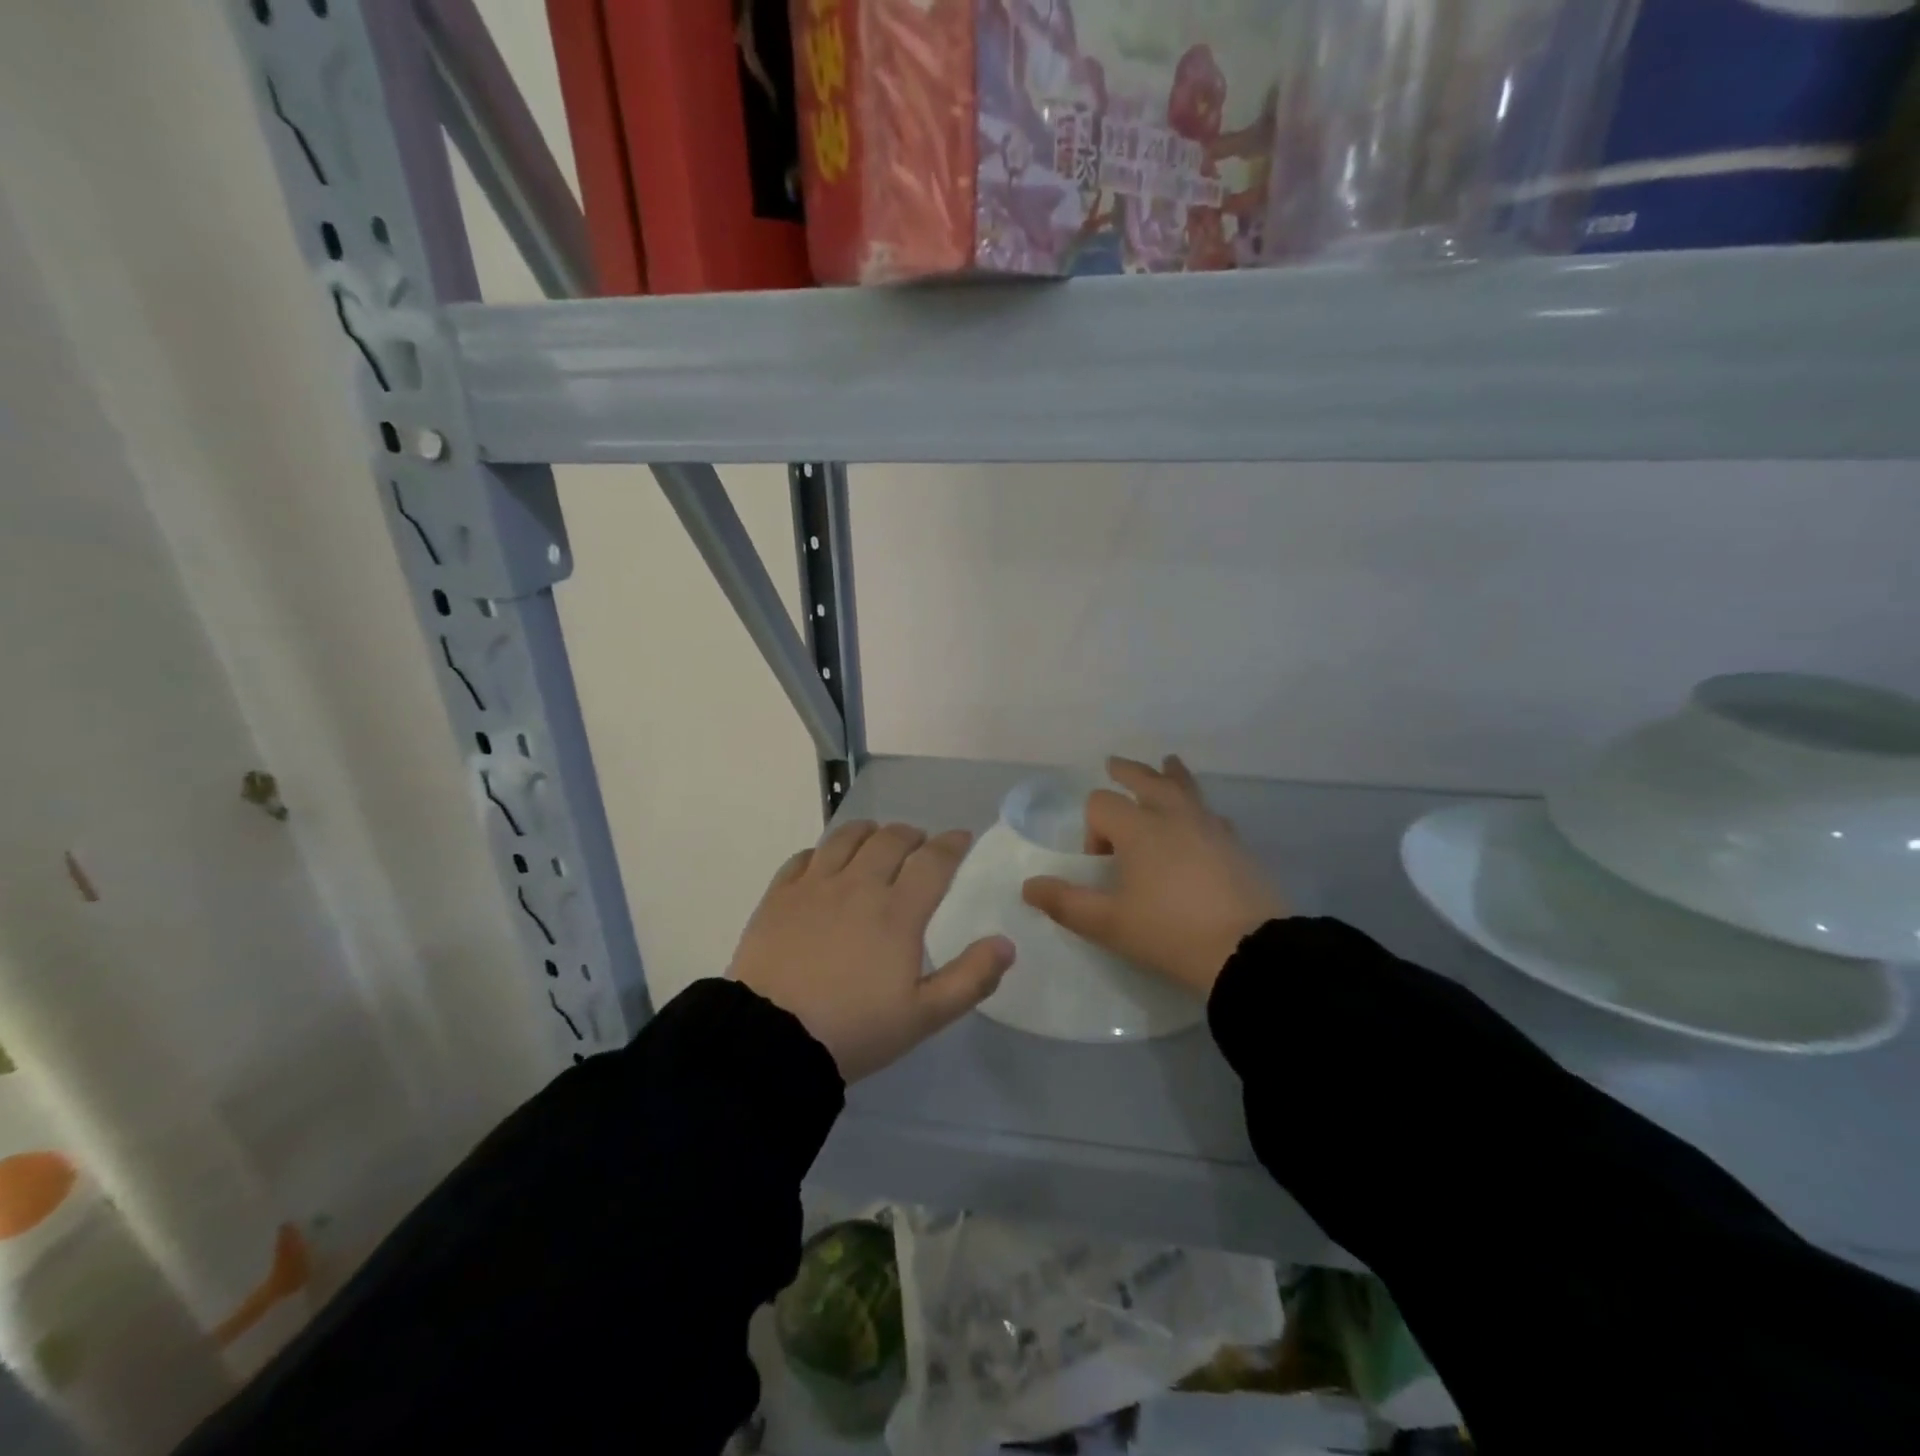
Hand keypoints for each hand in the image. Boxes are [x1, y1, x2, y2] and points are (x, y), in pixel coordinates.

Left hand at [730, 821, 1015, 1081]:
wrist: (773, 1039)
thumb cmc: (855, 1029)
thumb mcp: (924, 1016)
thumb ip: (971, 978)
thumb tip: (1006, 943)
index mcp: (898, 911)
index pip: (933, 860)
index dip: (952, 844)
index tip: (962, 838)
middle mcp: (859, 885)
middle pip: (891, 839)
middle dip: (912, 835)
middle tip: (920, 845)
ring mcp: (815, 885)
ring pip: (847, 837)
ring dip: (869, 832)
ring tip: (876, 840)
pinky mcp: (780, 895)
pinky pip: (805, 856)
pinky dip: (824, 851)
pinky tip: (826, 862)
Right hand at [1022, 755, 1285, 998]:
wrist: (1247, 952)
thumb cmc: (1169, 933)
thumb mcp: (1108, 924)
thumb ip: (1065, 902)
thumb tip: (1029, 886)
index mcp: (1138, 828)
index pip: (1101, 805)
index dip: (1091, 829)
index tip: (1100, 865)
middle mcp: (1173, 816)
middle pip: (1145, 779)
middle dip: (1127, 772)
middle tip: (1114, 765)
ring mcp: (1210, 826)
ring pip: (1185, 788)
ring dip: (1170, 775)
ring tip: (1168, 764)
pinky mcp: (1237, 844)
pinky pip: (1211, 814)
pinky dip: (1199, 809)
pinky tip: (1202, 822)